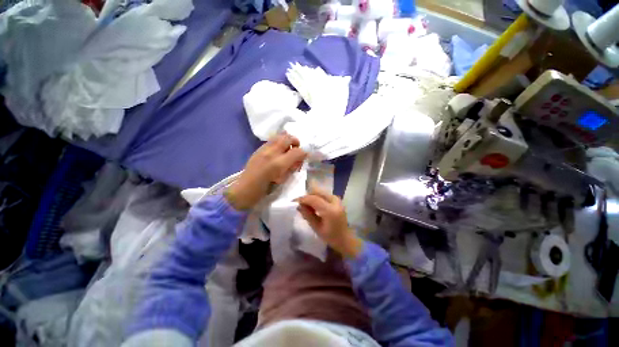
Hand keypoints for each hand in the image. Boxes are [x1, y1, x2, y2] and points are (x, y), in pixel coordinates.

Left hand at [225, 133, 306, 209]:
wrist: (245, 189)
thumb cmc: (266, 189)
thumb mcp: (283, 180)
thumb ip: (292, 168)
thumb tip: (299, 159)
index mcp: (279, 164)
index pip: (297, 151)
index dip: (303, 153)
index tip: (304, 156)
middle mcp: (271, 153)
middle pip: (288, 138)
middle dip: (295, 141)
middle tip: (297, 148)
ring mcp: (263, 149)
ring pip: (279, 136)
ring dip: (287, 139)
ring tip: (288, 147)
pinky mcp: (258, 149)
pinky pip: (272, 140)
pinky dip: (279, 141)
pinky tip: (278, 150)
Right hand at [296, 183, 363, 257]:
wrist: (345, 238)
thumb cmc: (331, 237)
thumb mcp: (317, 228)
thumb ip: (307, 215)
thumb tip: (298, 205)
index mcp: (330, 210)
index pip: (313, 199)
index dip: (303, 199)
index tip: (293, 202)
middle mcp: (334, 201)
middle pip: (317, 192)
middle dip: (307, 196)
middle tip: (300, 204)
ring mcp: (336, 199)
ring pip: (320, 192)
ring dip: (311, 197)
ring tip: (305, 206)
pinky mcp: (336, 199)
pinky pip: (323, 195)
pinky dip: (316, 198)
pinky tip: (313, 206)